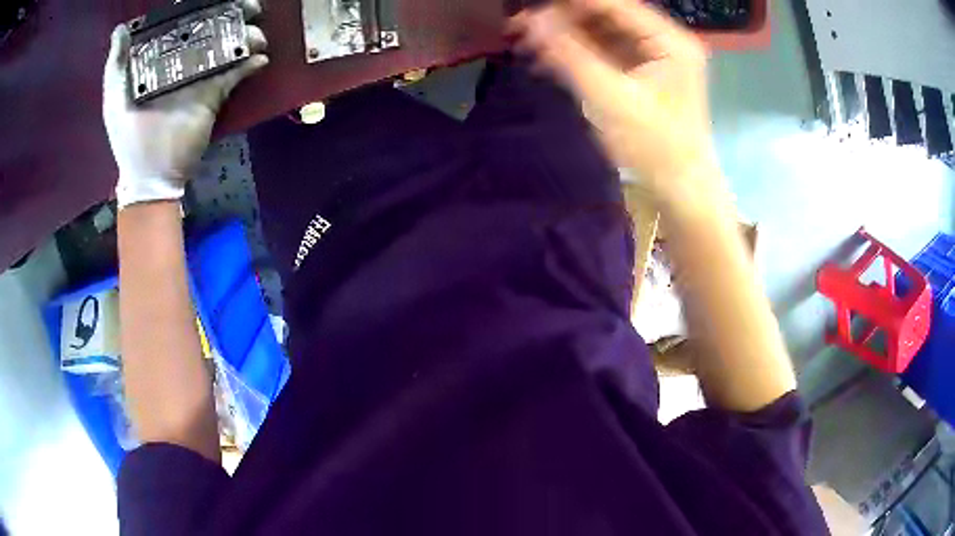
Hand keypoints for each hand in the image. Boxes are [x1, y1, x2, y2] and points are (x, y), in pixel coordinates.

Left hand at [103, 0, 268, 208]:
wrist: (149, 176)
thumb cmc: (127, 137)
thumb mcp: (115, 99)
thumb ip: (117, 65)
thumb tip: (122, 29)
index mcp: (160, 58)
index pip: (183, 24)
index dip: (200, 8)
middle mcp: (182, 62)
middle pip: (211, 30)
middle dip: (232, 16)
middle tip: (250, 8)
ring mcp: (200, 78)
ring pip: (227, 47)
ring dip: (246, 37)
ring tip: (255, 36)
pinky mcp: (214, 95)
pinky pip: (236, 74)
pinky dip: (251, 64)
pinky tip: (259, 59)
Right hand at [509, 0, 716, 200]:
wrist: (679, 190)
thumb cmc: (653, 146)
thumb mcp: (609, 97)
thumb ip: (569, 53)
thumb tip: (531, 20)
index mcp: (668, 40)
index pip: (613, 4)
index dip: (570, 3)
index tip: (531, 7)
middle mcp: (663, 42)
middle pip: (606, 17)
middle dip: (563, 20)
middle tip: (519, 26)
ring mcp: (654, 58)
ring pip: (602, 35)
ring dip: (566, 38)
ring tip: (525, 45)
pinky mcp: (642, 75)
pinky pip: (605, 54)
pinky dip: (577, 56)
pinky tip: (546, 62)